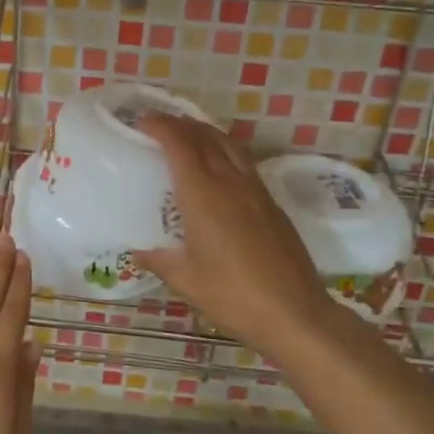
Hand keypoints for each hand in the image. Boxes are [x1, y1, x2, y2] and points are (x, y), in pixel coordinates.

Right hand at [133, 114, 342, 355]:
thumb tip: (138, 251)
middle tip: (160, 124)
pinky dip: (225, 151)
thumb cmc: (233, 295)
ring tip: (189, 136)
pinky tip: (219, 168)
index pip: (180, 145)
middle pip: (205, 137)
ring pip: (229, 145)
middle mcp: (230, 182)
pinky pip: (244, 162)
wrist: (295, 312)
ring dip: (206, 133)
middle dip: (181, 124)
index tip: (143, 121)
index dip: (161, 126)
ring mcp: (256, 190)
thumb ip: (159, 260)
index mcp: (203, 195)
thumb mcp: (186, 280)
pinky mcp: (272, 203)